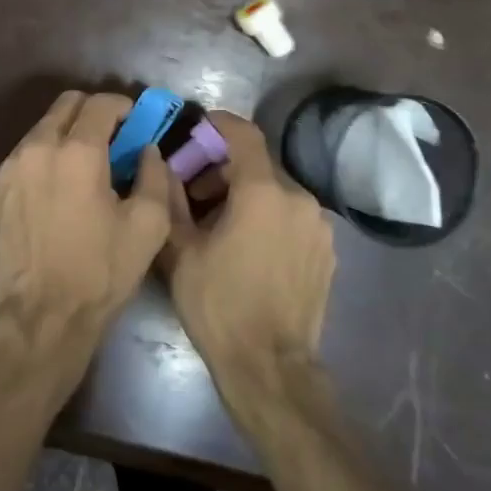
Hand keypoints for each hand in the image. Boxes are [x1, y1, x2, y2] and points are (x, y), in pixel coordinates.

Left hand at [0, 90, 170, 352]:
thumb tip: (147, 150)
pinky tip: (58, 188)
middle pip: (66, 104)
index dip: (124, 107)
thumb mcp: (148, 226)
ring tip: (85, 167)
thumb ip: (154, 175)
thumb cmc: (100, 271)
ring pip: (42, 128)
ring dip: (68, 133)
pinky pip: (25, 154)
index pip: (101, 103)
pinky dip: (46, 156)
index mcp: (77, 151)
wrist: (40, 316)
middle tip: (113, 139)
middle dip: (94, 113)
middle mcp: (37, 147)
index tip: (136, 124)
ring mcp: (10, 167)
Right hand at [162, 112, 336, 416]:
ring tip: (221, 225)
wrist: (269, 366)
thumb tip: (162, 165)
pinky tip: (250, 246)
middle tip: (195, 193)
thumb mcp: (181, 250)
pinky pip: (293, 216)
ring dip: (248, 195)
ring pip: (277, 191)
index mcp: (263, 192)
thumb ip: (171, 199)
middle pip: (259, 165)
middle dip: (225, 169)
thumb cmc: (219, 305)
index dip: (219, 124)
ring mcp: (318, 225)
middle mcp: (299, 198)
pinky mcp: (327, 250)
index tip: (198, 126)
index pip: (244, 135)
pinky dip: (270, 216)